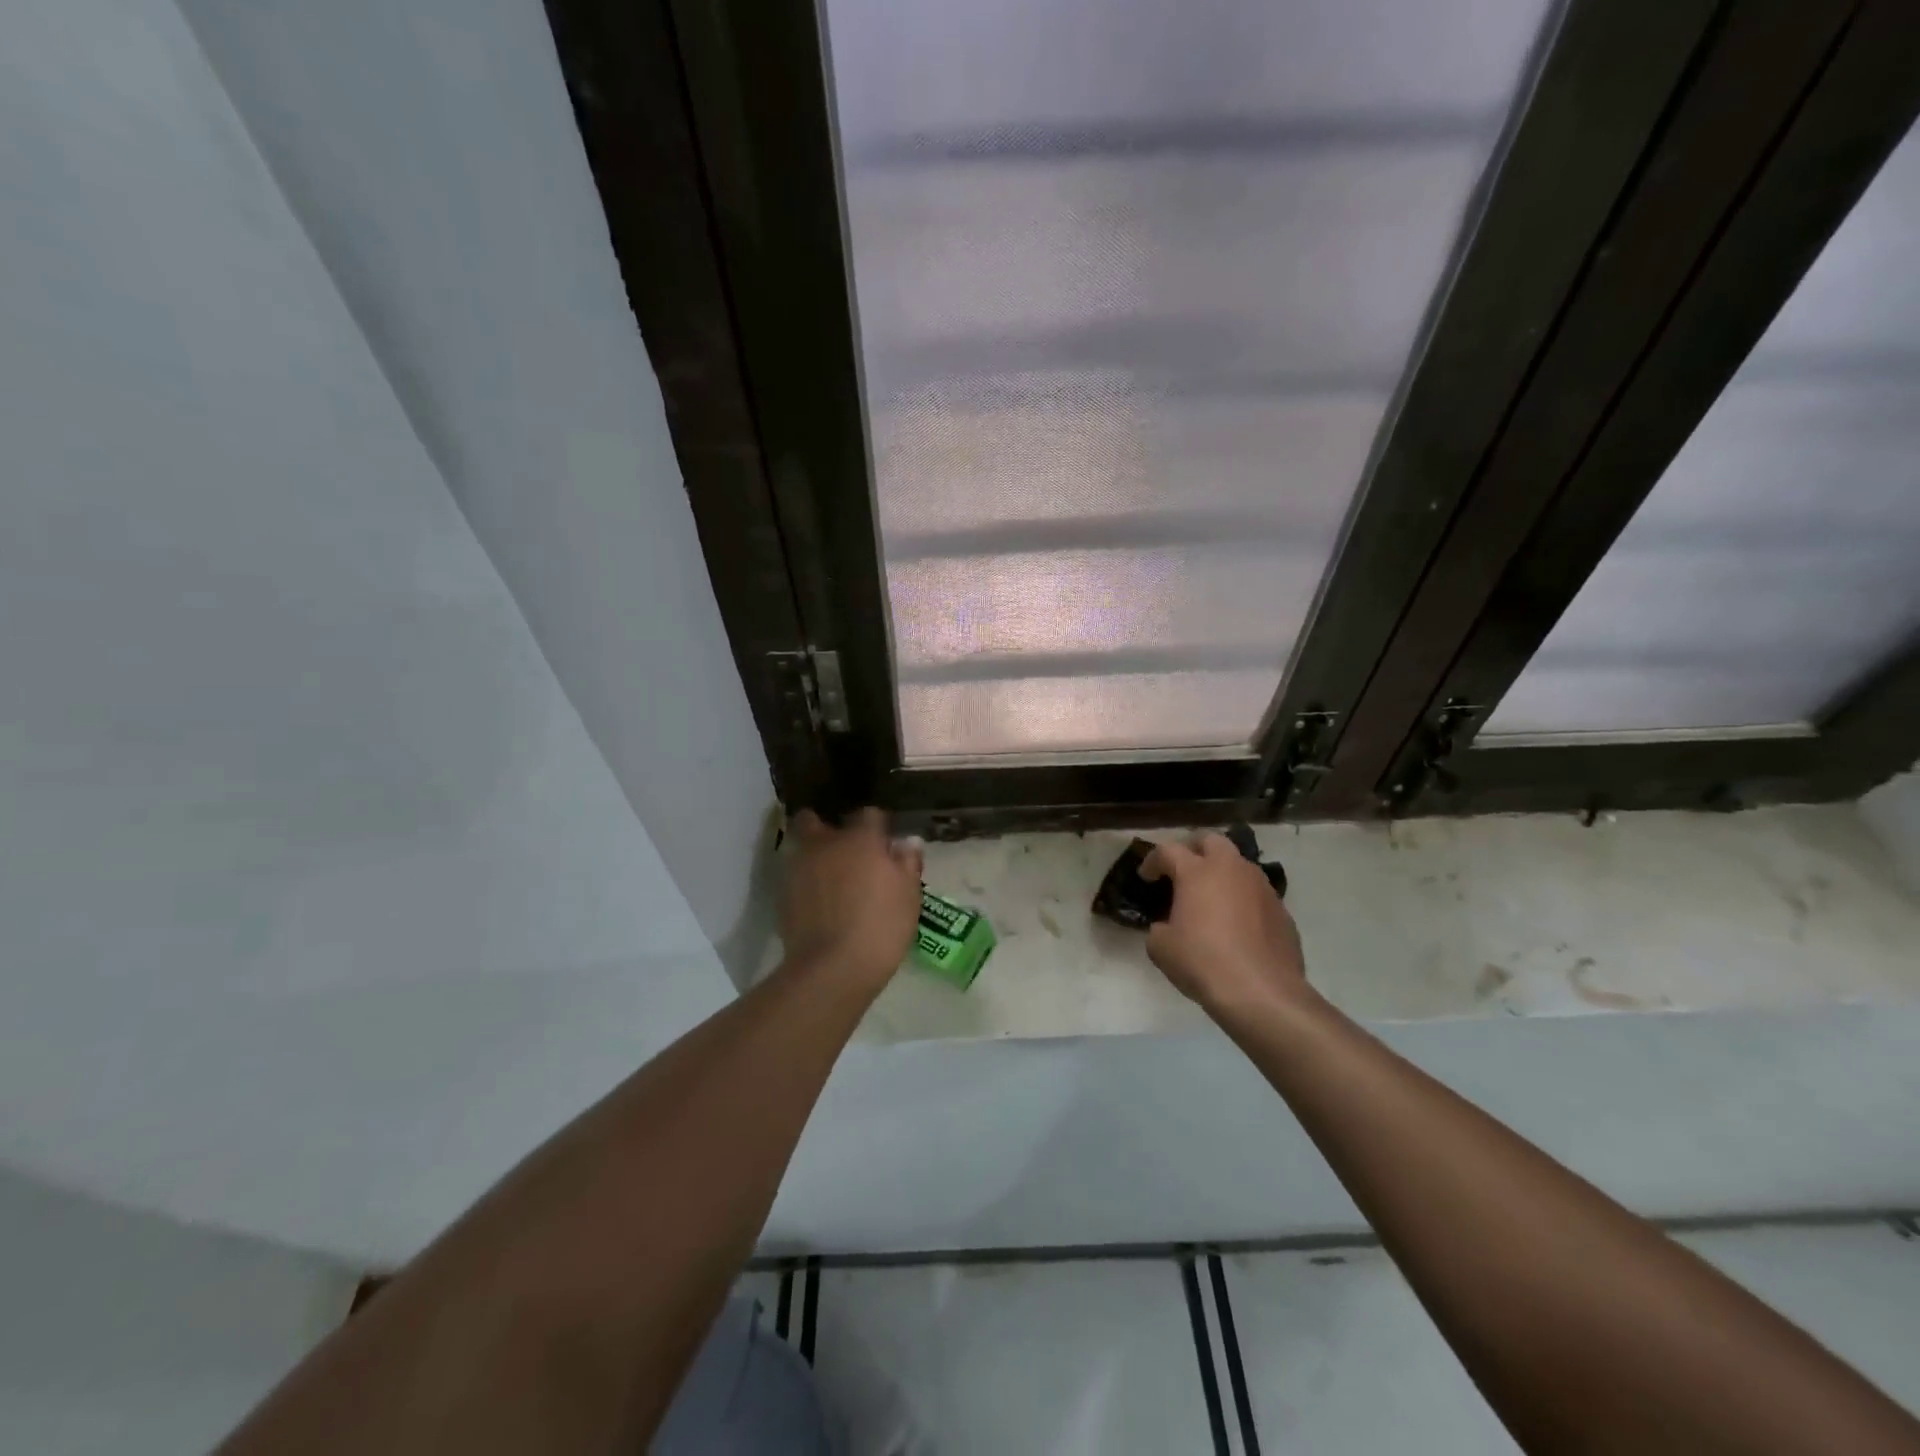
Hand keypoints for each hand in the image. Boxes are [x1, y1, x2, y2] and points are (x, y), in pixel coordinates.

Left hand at [780, 808, 923, 989]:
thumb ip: (908, 863)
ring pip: (802, 847)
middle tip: (845, 850)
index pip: (869, 814)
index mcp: (860, 839)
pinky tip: (820, 902)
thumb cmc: (881, 927)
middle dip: (827, 828)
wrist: (832, 969)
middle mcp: (825, 844)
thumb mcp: (909, 896)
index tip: (885, 844)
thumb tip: (907, 842)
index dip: (877, 826)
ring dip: (815, 855)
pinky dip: (806, 882)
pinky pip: (796, 876)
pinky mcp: (783, 894)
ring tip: (831, 877)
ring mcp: (799, 868)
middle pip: (816, 820)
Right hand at [1141, 834, 1309, 1015]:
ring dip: (1222, 873)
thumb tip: (1167, 927)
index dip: (1152, 860)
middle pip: (1211, 840)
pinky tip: (1236, 925)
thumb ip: (1159, 928)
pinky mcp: (1282, 910)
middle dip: (1193, 849)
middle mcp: (1231, 869)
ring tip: (1211, 898)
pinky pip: (1256, 893)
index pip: (1168, 850)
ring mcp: (1261, 887)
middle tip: (1182, 871)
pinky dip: (1242, 899)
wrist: (1262, 992)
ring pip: (1239, 864)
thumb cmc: (1203, 962)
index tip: (1146, 877)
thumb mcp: (1161, 948)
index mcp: (1197, 872)